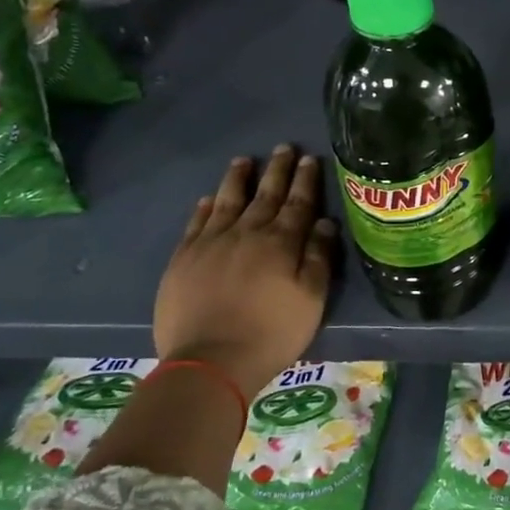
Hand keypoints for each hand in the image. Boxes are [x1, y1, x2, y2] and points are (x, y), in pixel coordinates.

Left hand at [153, 146, 336, 398]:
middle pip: (264, 195)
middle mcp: (246, 233)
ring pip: (227, 201)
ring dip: (238, 179)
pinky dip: (205, 207)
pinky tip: (209, 198)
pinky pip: (197, 223)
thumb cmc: (271, 333)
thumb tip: (325, 222)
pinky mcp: (183, 259)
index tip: (310, 158)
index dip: (305, 180)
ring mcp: (211, 243)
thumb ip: (318, 257)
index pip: (297, 203)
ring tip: (244, 161)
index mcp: (280, 243)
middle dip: (277, 170)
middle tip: (283, 148)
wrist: (210, 361)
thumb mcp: (311, 299)